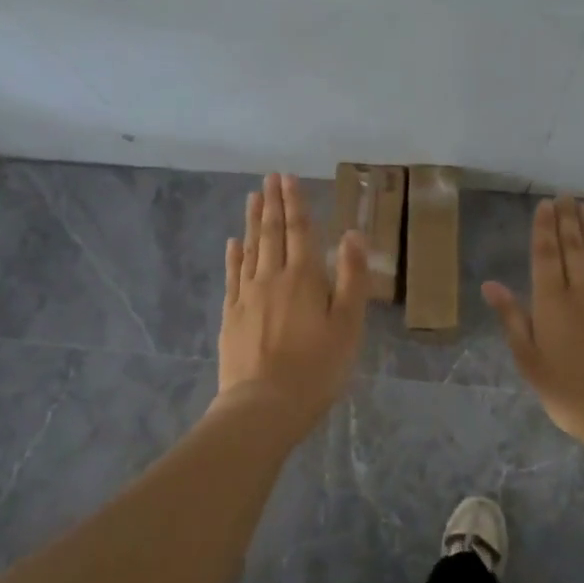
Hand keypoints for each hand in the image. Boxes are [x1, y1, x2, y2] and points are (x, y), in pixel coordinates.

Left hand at [215, 173, 368, 437]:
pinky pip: (233, 276)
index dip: (296, 203)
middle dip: (273, 204)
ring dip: (253, 222)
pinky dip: (234, 256)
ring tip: (253, 198)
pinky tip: (234, 243)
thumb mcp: (348, 325)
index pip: (300, 230)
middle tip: (269, 178)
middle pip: (272, 234)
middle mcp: (272, 278)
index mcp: (304, 278)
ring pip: (251, 249)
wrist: (264, 404)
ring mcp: (247, 296)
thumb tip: (352, 234)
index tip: (288, 177)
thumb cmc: (317, 368)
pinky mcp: (232, 316)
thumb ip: (351, 278)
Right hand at [484, 196, 583, 451]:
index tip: (546, 205)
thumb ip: (512, 319)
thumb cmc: (570, 393)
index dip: (544, 229)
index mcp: (552, 304)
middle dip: (568, 221)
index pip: (546, 256)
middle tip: (566, 196)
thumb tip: (490, 284)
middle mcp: (583, 292)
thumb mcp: (530, 361)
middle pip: (574, 248)